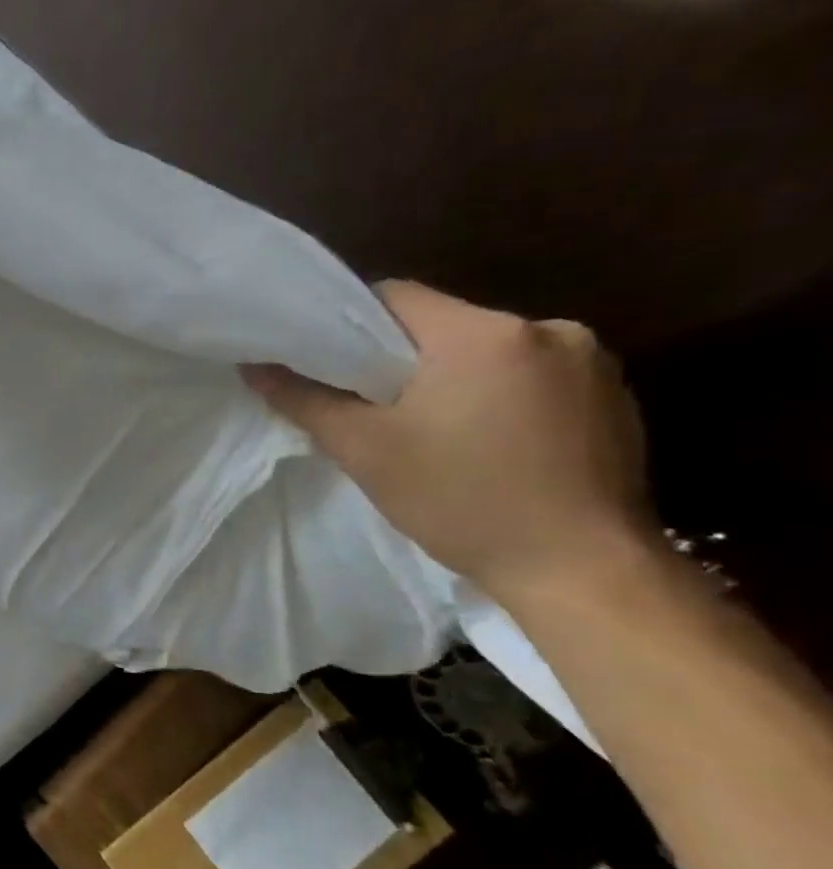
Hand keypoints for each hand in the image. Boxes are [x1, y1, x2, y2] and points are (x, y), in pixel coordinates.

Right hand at [244, 281, 654, 600]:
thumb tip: (253, 366)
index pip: (395, 297)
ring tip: (431, 429)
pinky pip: (533, 376)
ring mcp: (590, 363)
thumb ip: (305, 400)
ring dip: (454, 377)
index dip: (351, 323)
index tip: (330, 363)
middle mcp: (545, 330)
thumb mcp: (365, 451)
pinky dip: (499, 396)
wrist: (583, 572)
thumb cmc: (463, 502)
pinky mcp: (615, 397)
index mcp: (481, 334)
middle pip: (443, 324)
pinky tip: (487, 443)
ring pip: (488, 351)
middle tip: (371, 405)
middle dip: (402, 358)